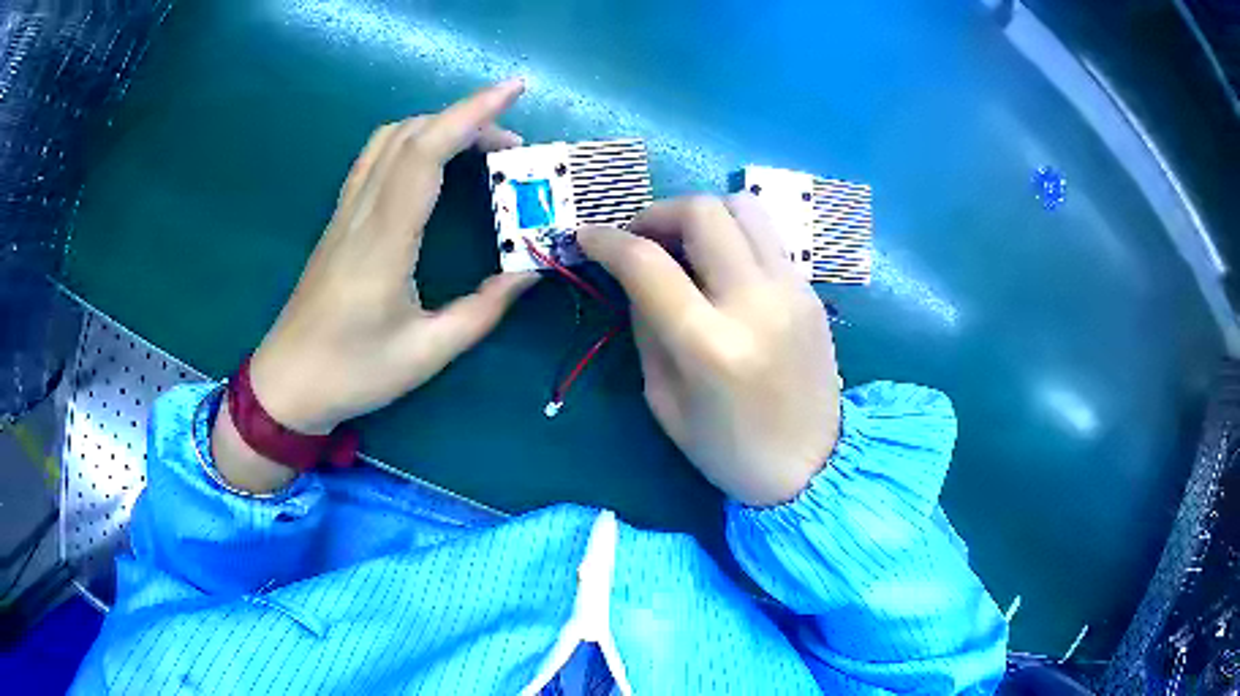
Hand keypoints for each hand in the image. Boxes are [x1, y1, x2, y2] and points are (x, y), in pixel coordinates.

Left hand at [248, 79, 534, 434]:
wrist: (285, 385)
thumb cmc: (352, 374)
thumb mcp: (426, 353)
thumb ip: (482, 310)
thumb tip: (527, 271)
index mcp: (383, 241)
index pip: (426, 153)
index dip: (472, 113)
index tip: (514, 91)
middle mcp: (360, 212)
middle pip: (410, 134)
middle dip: (466, 120)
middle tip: (511, 146)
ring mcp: (343, 213)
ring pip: (388, 140)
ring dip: (436, 127)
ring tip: (477, 148)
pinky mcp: (337, 221)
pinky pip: (374, 160)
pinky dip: (411, 143)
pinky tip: (432, 165)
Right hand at [578, 195, 839, 506]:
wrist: (812, 465)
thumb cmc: (727, 449)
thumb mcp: (664, 399)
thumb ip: (646, 327)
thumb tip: (636, 276)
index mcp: (709, 345)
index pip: (648, 263)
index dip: (607, 240)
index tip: (588, 237)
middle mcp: (755, 303)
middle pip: (702, 212)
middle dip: (657, 213)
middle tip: (641, 240)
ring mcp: (792, 290)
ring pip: (743, 206)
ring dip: (702, 215)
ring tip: (684, 246)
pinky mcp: (811, 290)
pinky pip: (767, 236)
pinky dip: (733, 236)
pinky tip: (722, 268)